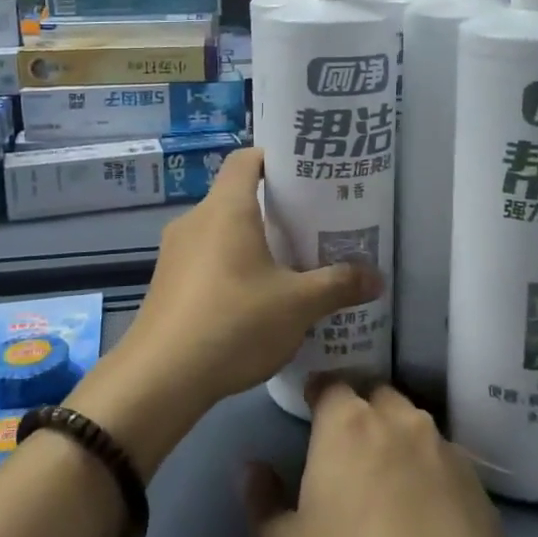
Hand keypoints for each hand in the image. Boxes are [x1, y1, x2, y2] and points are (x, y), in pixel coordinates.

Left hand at [68, 149, 379, 476]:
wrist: (160, 378)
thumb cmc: (234, 323)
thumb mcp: (297, 305)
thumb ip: (338, 285)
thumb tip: (377, 278)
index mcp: (226, 208)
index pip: (247, 159)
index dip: (275, 160)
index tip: (306, 177)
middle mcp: (196, 219)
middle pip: (236, 196)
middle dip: (274, 208)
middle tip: (312, 226)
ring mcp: (175, 251)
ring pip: (220, 230)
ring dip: (252, 241)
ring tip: (289, 264)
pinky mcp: (166, 282)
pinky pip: (205, 258)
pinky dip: (230, 265)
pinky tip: (253, 299)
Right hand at [243, 379, 526, 536]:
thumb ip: (261, 502)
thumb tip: (254, 468)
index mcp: (349, 427)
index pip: (332, 385)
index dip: (319, 394)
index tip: (310, 410)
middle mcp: (403, 427)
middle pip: (379, 399)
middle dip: (362, 414)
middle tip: (346, 453)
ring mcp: (450, 461)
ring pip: (418, 433)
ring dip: (400, 447)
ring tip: (388, 490)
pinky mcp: (485, 501)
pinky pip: (450, 474)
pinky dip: (434, 485)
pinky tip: (427, 528)